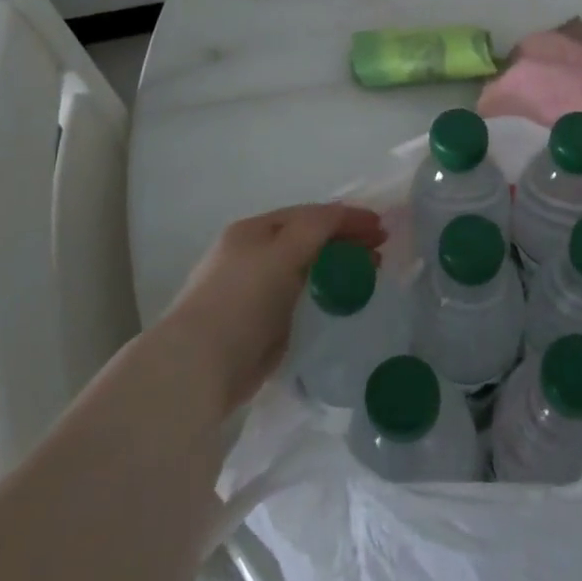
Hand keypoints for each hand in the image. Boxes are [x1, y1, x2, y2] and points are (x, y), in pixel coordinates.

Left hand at [164, 203, 384, 410]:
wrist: (200, 366)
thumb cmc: (242, 298)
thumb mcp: (283, 251)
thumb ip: (317, 227)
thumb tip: (344, 214)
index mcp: (254, 231)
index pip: (309, 215)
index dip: (347, 217)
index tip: (382, 228)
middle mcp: (253, 256)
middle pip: (309, 242)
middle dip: (346, 243)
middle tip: (381, 254)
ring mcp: (255, 293)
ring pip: (307, 273)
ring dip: (339, 270)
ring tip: (369, 279)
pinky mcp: (260, 327)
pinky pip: (302, 303)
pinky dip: (325, 298)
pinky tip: (344, 306)